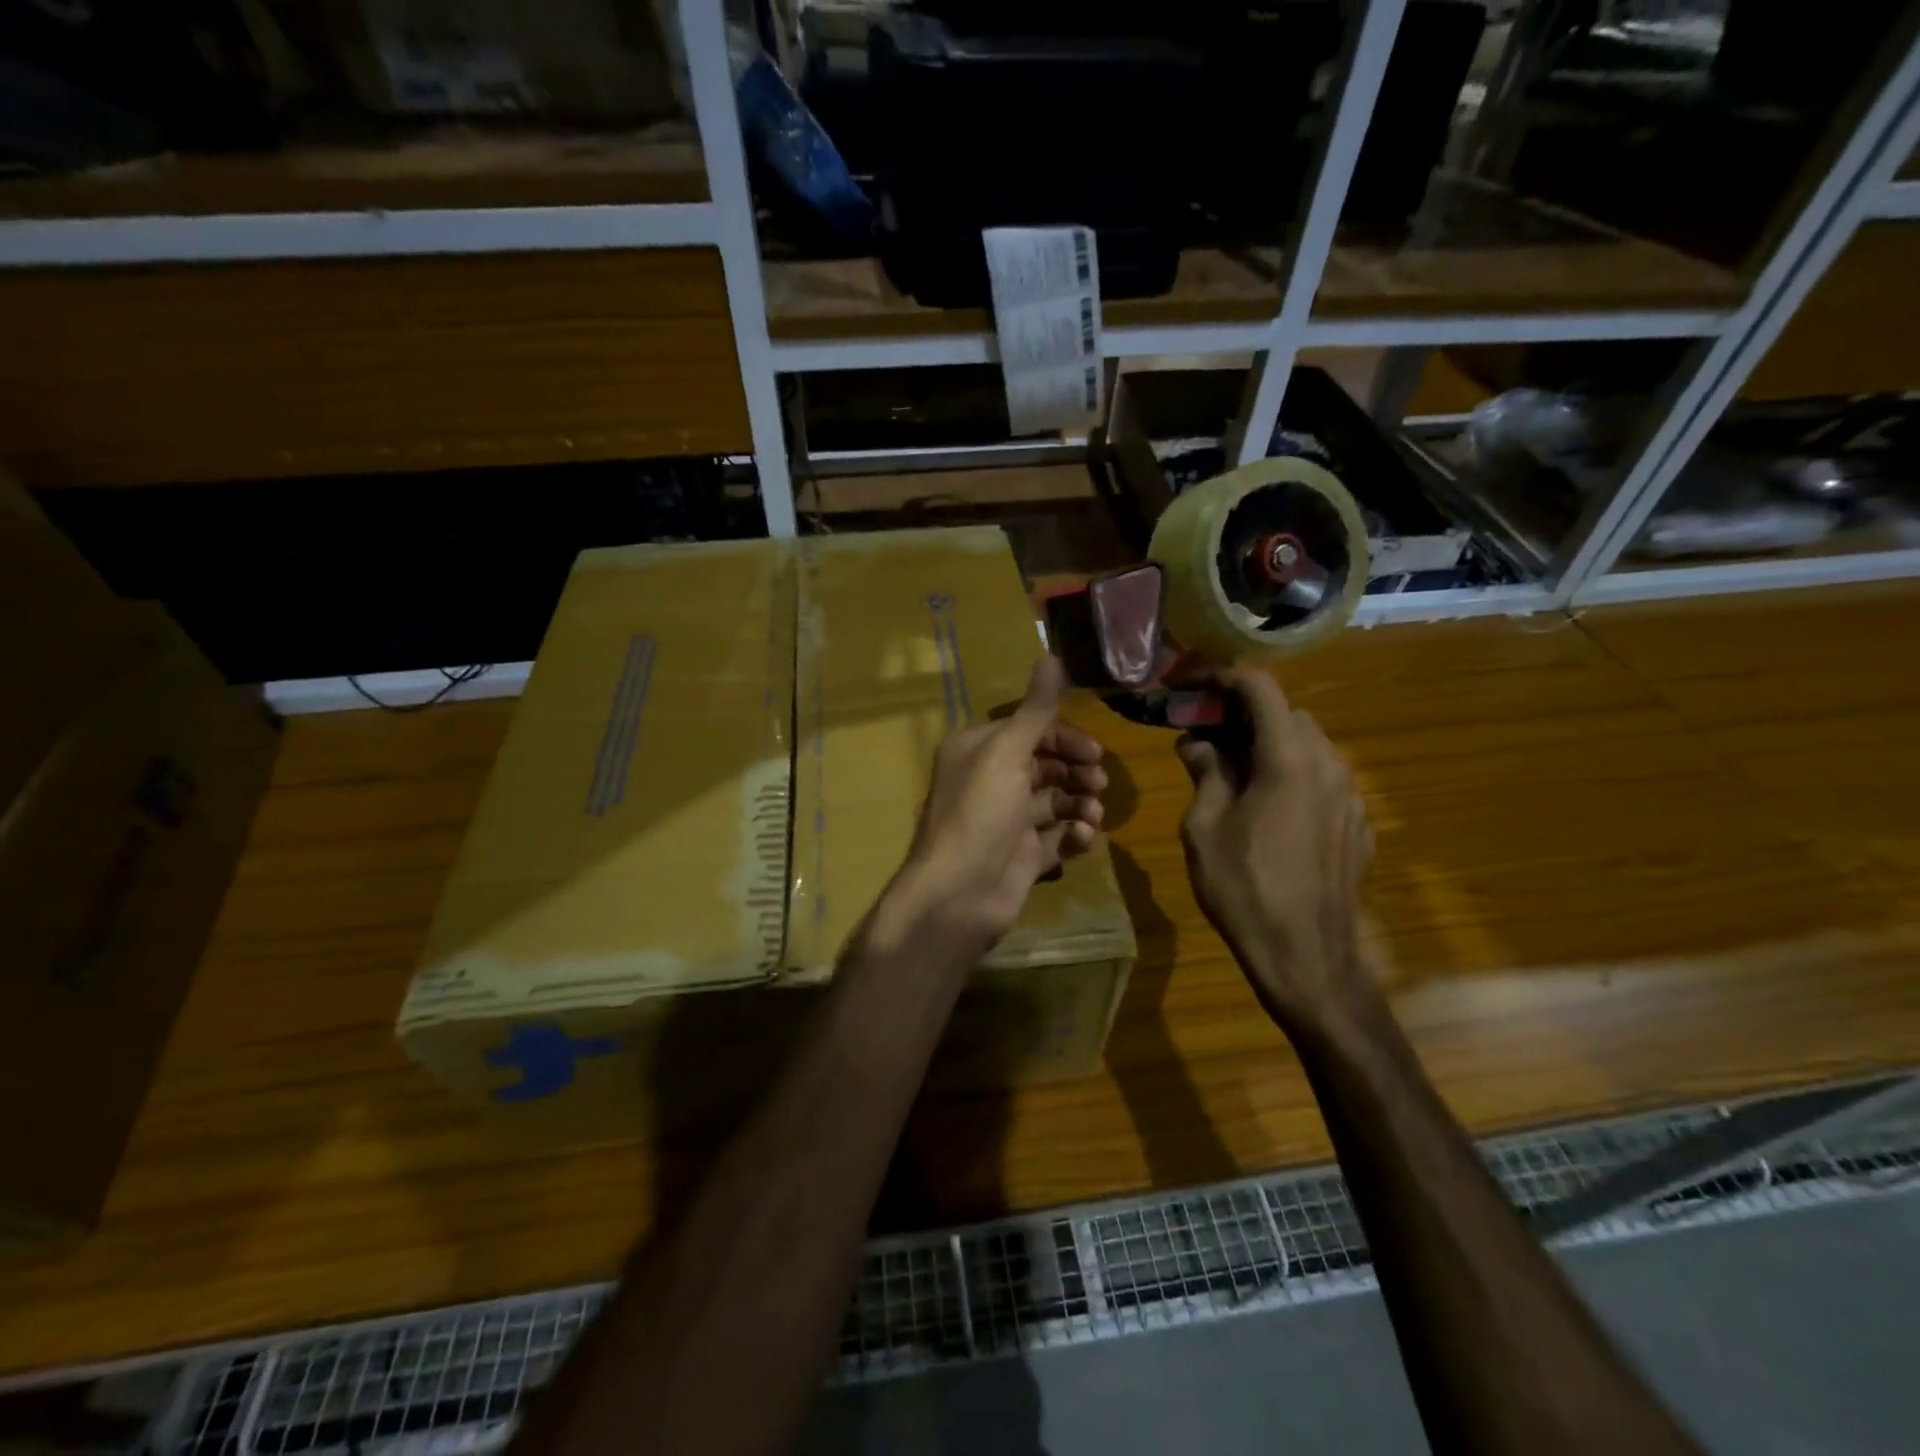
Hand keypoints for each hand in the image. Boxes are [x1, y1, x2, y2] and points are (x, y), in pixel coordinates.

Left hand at [881, 656, 1106, 958]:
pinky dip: (1074, 834)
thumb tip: (1050, 656)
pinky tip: (1084, 838)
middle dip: (1076, 769)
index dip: (1063, 736)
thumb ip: (1034, 710)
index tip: (1095, 751)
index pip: (1028, 730)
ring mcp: (1007, 821)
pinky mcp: (1022, 856)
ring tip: (1092, 813)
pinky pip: (1057, 837)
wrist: (959, 895)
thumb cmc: (980, 814)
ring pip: (1055, 800)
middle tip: (1098, 780)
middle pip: (1045, 764)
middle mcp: (991, 781)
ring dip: (1079, 801)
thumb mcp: (1006, 754)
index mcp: (979, 751)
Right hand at [1176, 667, 1373, 1035]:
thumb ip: (1205, 773)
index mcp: (1288, 758)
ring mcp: (1351, 797)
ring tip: (1233, 774)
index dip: (1222, 678)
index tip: (1190, 688)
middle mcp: (1328, 765)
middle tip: (1204, 736)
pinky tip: (1269, 811)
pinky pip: (1323, 781)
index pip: (1261, 689)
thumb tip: (1197, 743)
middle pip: (1287, 715)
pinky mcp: (1358, 826)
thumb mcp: (1204, 828)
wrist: (1307, 957)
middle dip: (1244, 715)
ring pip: (1309, 747)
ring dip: (1270, 745)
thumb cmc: (1244, 888)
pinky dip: (1293, 776)